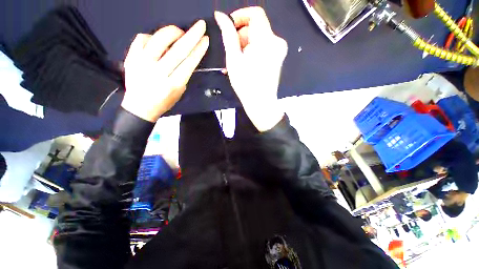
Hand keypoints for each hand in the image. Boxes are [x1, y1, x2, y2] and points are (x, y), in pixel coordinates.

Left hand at [122, 21, 209, 121]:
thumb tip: (186, 55)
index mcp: (173, 84)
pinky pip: (142, 38)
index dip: (198, 50)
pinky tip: (158, 41)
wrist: (140, 106)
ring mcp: (142, 64)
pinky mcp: (131, 58)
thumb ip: (183, 74)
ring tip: (179, 32)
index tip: (205, 40)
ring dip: (173, 32)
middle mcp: (158, 73)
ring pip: (159, 40)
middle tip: (200, 26)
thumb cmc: (164, 101)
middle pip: (178, 50)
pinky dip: (153, 36)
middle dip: (192, 36)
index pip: (189, 63)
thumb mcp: (179, 92)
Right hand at [215, 7, 287, 131]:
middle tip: (233, 52)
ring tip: (238, 61)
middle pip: (257, 27)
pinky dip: (253, 51)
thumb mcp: (233, 59)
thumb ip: (228, 35)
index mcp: (266, 40)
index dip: (240, 16)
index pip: (255, 13)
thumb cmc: (246, 84)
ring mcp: (279, 51)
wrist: (261, 104)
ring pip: (259, 38)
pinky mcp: (278, 58)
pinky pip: (264, 47)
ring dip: (246, 45)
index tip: (230, 27)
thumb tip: (221, 16)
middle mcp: (277, 42)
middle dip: (242, 36)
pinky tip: (246, 63)